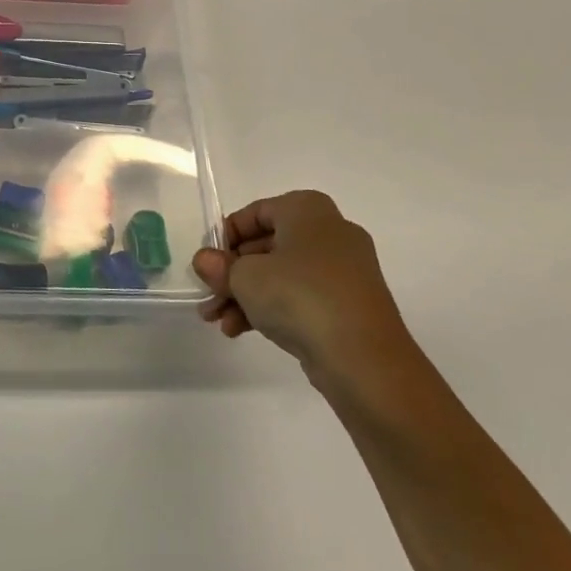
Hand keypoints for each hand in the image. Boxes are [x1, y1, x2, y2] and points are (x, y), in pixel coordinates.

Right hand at [192, 191, 413, 391]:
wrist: (364, 359)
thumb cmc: (300, 297)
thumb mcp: (245, 277)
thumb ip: (220, 266)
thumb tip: (205, 261)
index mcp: (307, 210)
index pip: (255, 213)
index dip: (225, 237)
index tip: (207, 263)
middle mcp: (330, 232)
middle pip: (266, 246)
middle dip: (231, 274)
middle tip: (208, 295)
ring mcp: (343, 271)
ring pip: (281, 275)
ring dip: (245, 296)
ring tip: (218, 321)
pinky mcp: (348, 305)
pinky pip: (300, 297)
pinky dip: (271, 309)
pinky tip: (240, 330)